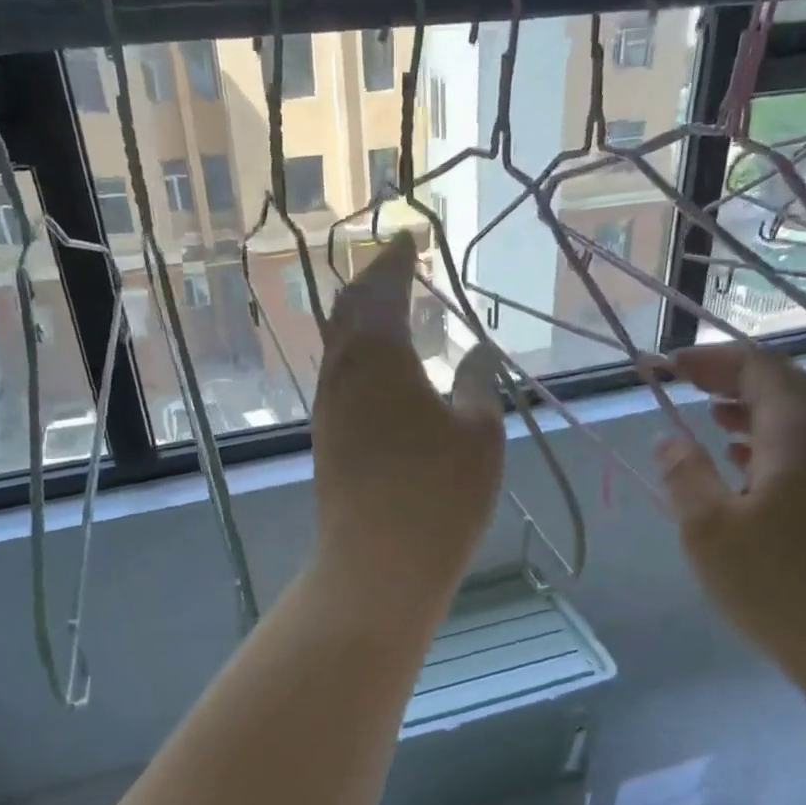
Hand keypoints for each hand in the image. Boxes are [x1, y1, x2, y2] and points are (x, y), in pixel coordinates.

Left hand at [311, 232, 504, 607]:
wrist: (376, 565)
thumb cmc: (438, 496)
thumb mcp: (479, 435)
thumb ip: (477, 384)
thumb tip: (477, 351)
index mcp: (379, 355)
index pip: (383, 288)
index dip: (396, 259)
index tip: (409, 239)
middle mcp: (342, 372)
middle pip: (348, 310)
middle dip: (371, 283)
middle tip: (395, 268)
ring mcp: (328, 408)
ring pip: (338, 346)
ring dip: (360, 320)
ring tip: (388, 312)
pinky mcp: (326, 440)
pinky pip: (339, 378)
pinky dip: (358, 356)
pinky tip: (379, 371)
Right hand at [657, 344, 805, 691]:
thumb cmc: (777, 585)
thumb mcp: (709, 529)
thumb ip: (685, 476)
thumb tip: (668, 439)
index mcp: (798, 437)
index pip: (761, 370)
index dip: (714, 360)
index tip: (670, 365)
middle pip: (787, 388)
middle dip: (735, 378)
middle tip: (690, 383)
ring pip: (798, 424)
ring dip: (753, 411)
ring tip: (711, 417)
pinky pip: (804, 456)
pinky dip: (768, 446)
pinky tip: (743, 470)